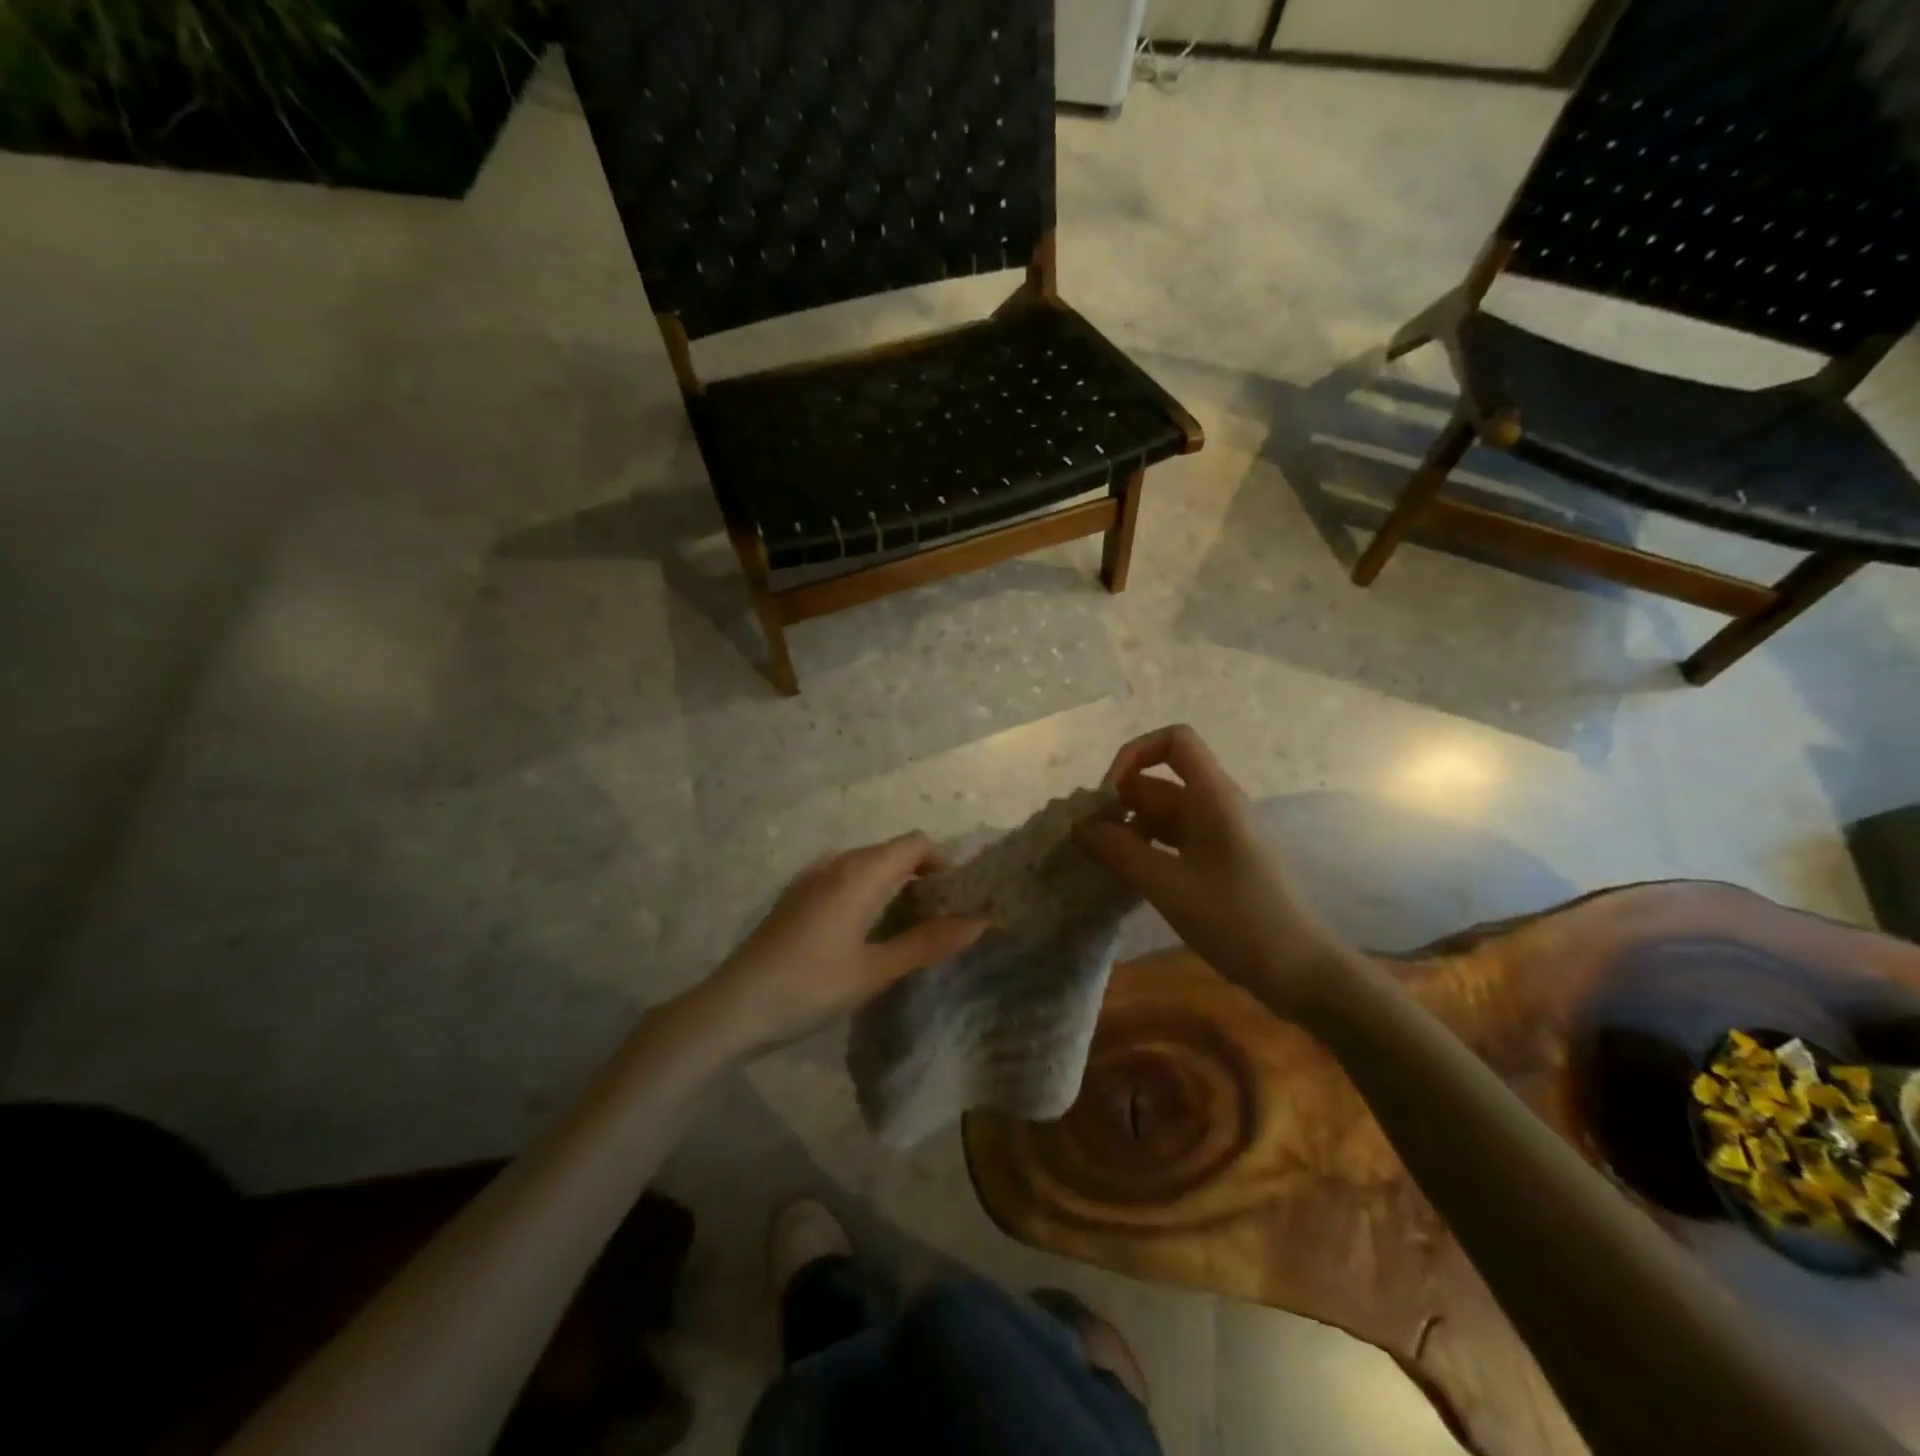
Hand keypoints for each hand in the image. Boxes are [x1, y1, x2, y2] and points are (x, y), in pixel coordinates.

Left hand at [699, 832, 988, 1056]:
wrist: (731, 1008)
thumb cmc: (809, 987)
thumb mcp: (875, 971)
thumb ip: (928, 943)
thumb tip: (979, 921)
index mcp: (859, 873)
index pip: (915, 844)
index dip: (944, 863)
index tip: (960, 897)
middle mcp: (836, 864)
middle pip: (892, 852)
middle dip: (922, 875)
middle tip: (944, 917)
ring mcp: (811, 879)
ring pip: (866, 866)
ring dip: (894, 884)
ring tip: (911, 926)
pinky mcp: (796, 898)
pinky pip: (844, 879)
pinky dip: (868, 892)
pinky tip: (867, 931)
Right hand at [1074, 725, 1356, 1019]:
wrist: (1301, 971)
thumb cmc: (1237, 919)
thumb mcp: (1168, 885)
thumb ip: (1119, 851)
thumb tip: (1078, 826)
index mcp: (1213, 796)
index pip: (1173, 741)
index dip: (1134, 755)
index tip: (1107, 796)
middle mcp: (1215, 805)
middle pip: (1158, 782)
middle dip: (1119, 803)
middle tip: (1087, 841)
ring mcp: (1217, 835)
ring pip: (1161, 814)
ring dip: (1128, 830)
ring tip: (1099, 862)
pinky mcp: (1216, 862)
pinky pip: (1171, 841)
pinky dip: (1144, 850)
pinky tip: (1124, 878)